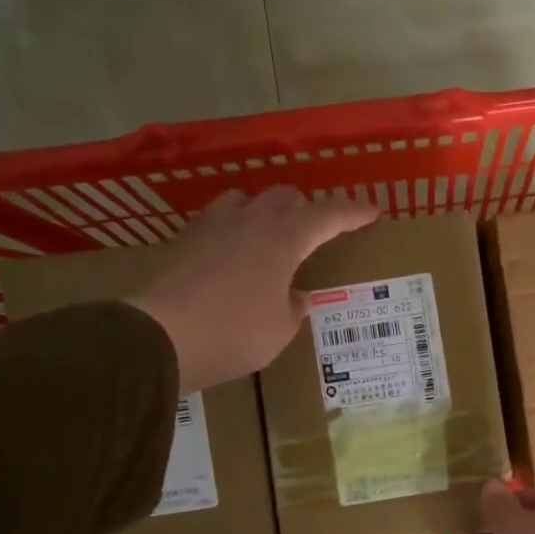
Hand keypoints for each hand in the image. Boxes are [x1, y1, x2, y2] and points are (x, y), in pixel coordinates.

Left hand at [133, 187, 377, 392]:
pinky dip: (236, 225)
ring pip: (247, 199)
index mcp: (284, 240)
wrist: (162, 336)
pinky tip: (234, 248)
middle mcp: (251, 222)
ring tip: (271, 233)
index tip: (372, 211)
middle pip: (285, 197)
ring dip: (266, 210)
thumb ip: (294, 307)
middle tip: (317, 229)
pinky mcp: (187, 239)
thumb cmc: (235, 334)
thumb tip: (297, 296)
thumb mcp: (280, 330)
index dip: (352, 213)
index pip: (327, 216)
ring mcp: (214, 226)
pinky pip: (219, 218)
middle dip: (307, 208)